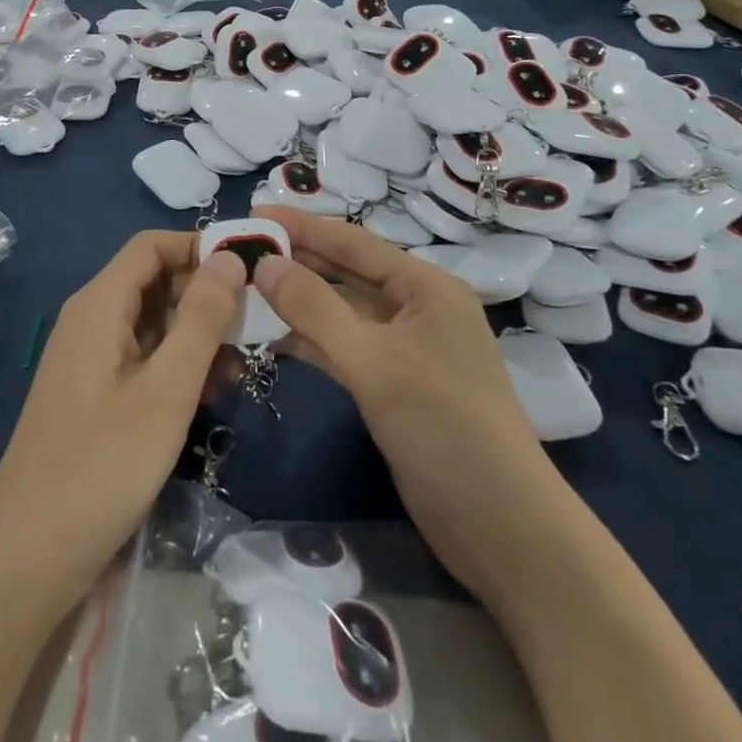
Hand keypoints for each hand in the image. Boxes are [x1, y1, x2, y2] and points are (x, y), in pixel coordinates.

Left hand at [0, 232, 244, 613]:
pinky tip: (207, 398)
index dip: (200, 247)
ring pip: (153, 324)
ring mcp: (90, 359)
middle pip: (155, 282)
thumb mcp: (167, 389)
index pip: (153, 245)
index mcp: (100, 304)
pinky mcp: (94, 394)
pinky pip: (142, 359)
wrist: (28, 558)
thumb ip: (202, 319)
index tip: (249, 271)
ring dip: (197, 337)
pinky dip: (177, 367)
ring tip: (238, 371)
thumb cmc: (102, 465)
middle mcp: (91, 320)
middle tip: (255, 327)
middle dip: (205, 296)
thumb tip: (229, 258)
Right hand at [250, 207, 557, 599]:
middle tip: (240, 252)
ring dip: (298, 303)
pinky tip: (271, 338)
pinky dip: (310, 342)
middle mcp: (416, 309)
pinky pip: (344, 349)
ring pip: (341, 313)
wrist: (502, 527)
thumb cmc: (444, 427)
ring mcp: (404, 350)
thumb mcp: (374, 362)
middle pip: (346, 274)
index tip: (253, 213)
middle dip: (296, 262)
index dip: (302, 226)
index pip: (353, 242)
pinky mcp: (393, 387)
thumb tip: (264, 263)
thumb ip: (316, 309)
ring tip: (244, 290)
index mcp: (425, 287)